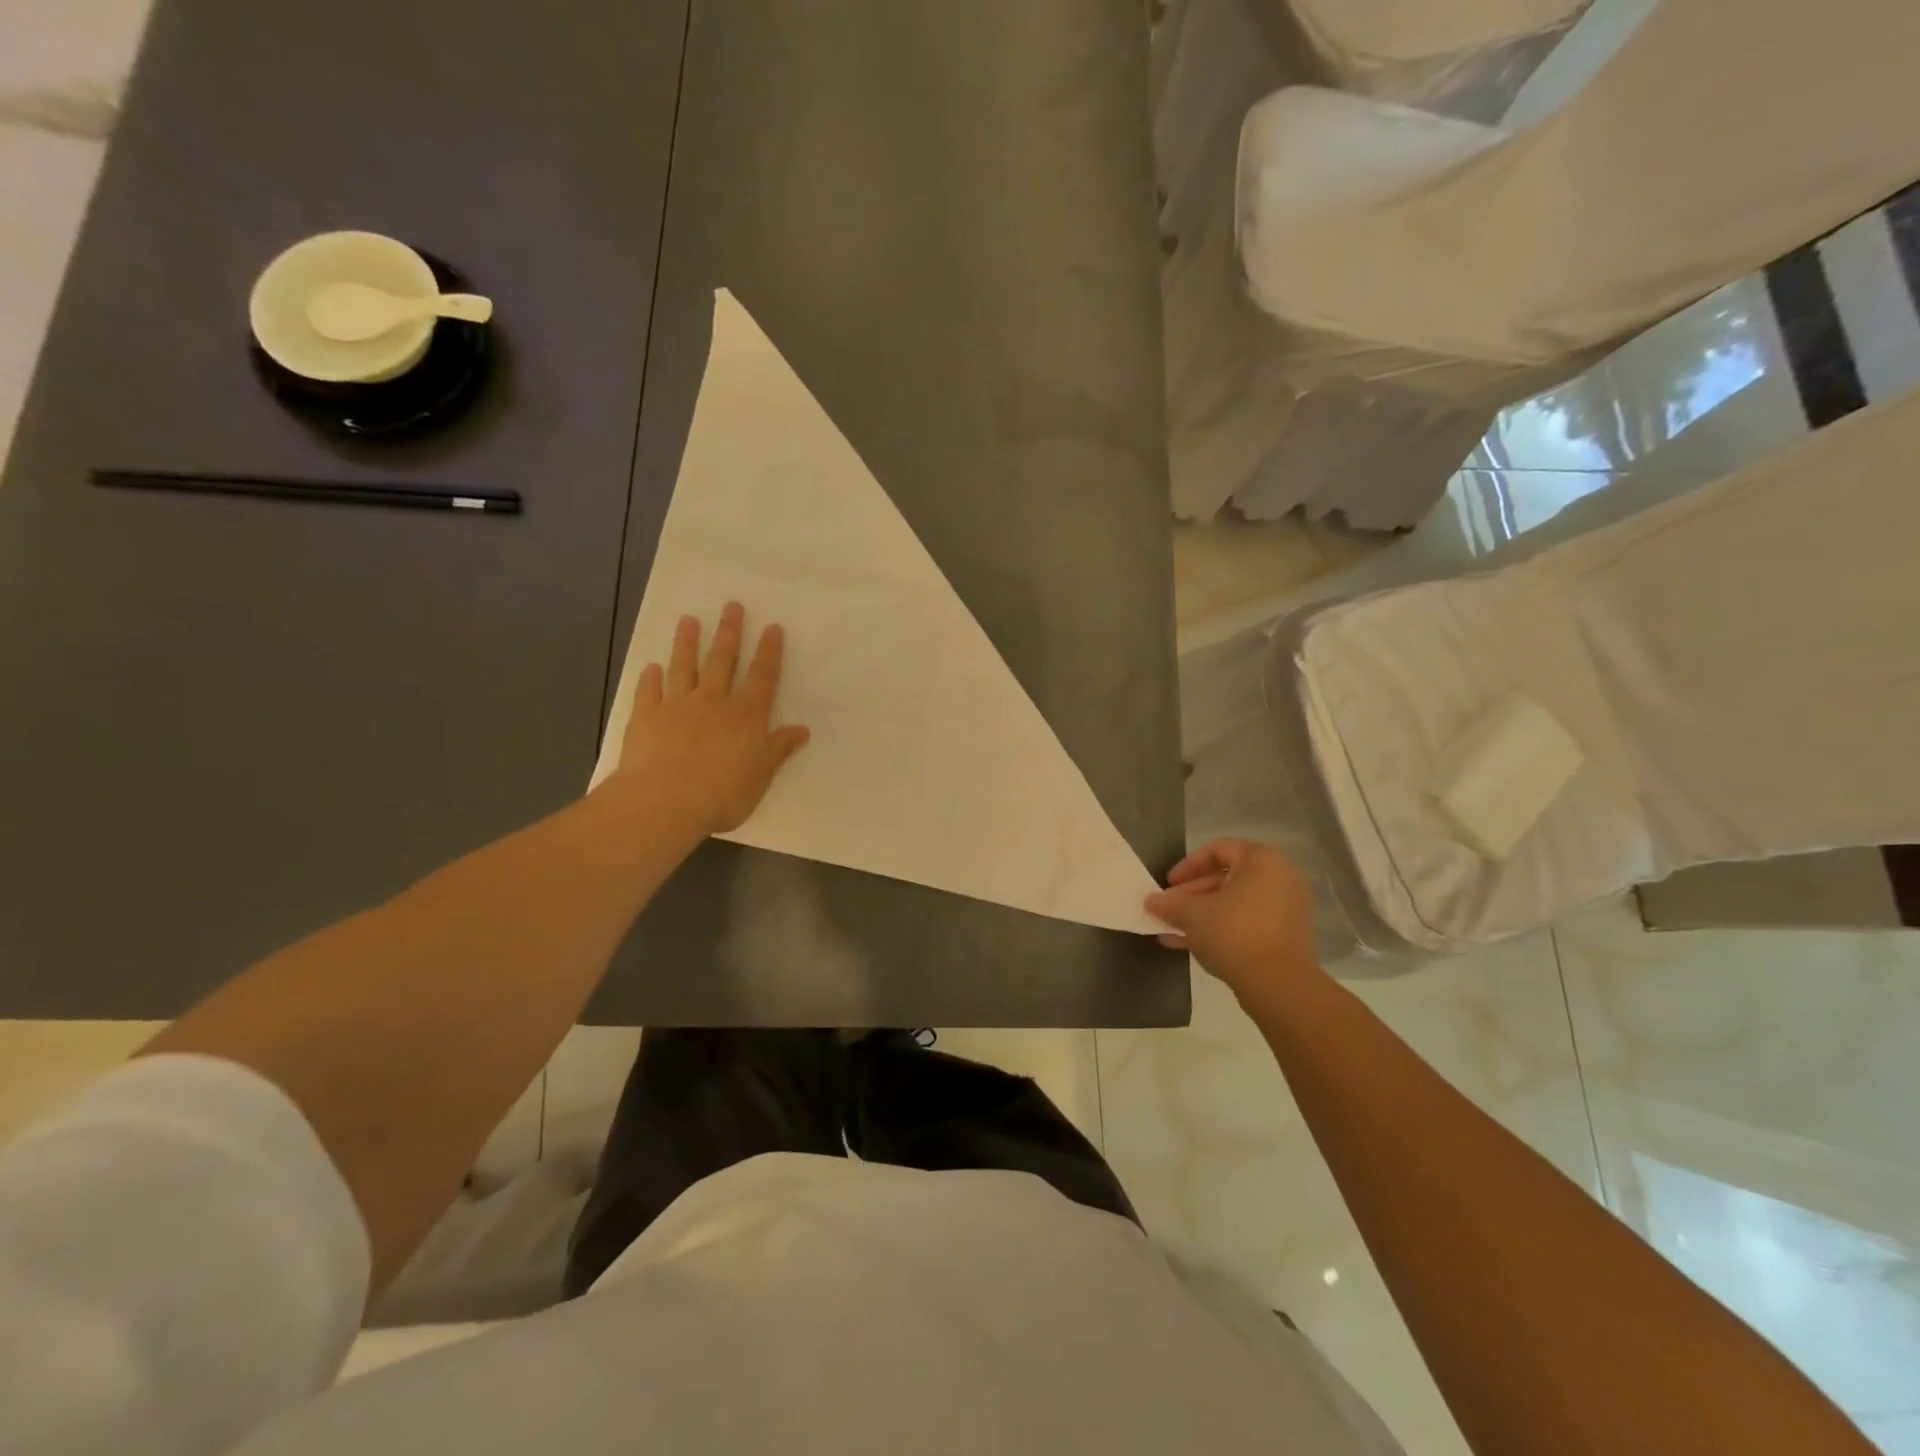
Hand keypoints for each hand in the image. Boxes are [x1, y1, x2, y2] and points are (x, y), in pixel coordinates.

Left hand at [611, 602, 811, 836]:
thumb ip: (778, 749)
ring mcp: (676, 707)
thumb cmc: (722, 794)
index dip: (769, 652)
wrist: (664, 802)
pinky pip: (649, 692)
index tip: (772, 627)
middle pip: (723, 661)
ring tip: (689, 620)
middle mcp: (713, 702)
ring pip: (684, 667)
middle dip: (729, 632)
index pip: (762, 677)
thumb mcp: (761, 776)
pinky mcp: (646, 718)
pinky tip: (651, 667)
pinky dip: (650, 678)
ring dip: (687, 643)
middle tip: (731, 605)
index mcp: (746, 716)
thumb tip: (802, 729)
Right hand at [1145, 840, 1322, 1001]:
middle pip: (1227, 877)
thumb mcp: (1192, 914)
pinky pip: (1248, 922)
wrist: (1280, 985)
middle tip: (1170, 910)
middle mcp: (1280, 877)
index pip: (1217, 850)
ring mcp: (1287, 907)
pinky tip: (1193, 945)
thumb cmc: (1234, 933)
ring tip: (1174, 930)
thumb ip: (1169, 903)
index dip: (1187, 866)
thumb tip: (1151, 901)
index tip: (1168, 885)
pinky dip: (1223, 928)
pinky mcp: (1288, 935)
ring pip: (1235, 903)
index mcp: (1261, 860)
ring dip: (1204, 914)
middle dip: (1192, 894)